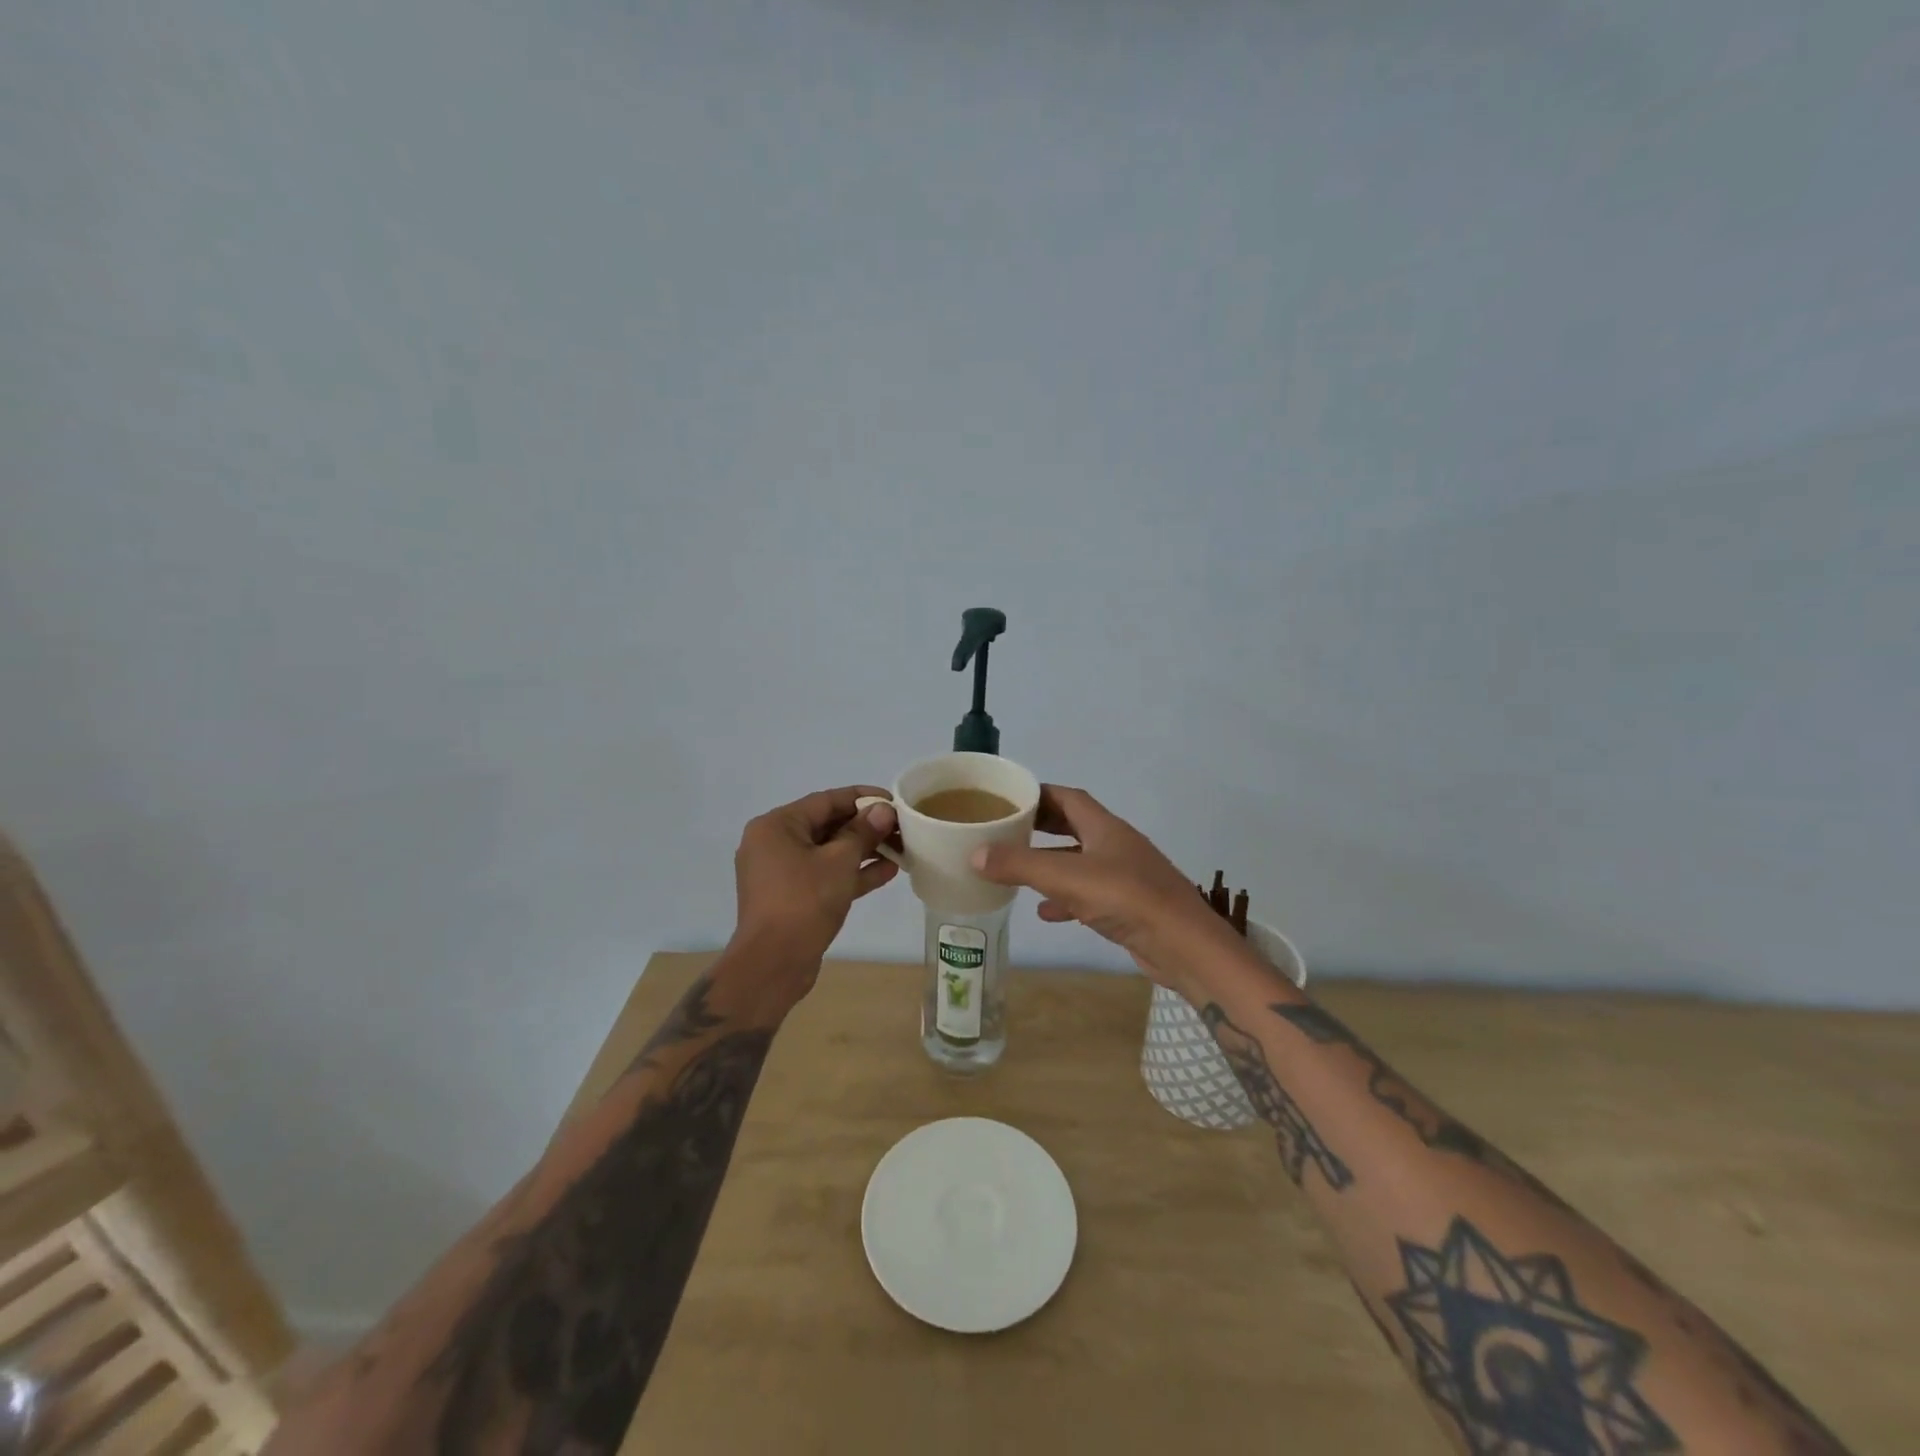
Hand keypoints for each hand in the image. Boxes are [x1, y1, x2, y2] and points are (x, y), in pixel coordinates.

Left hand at [728, 786, 899, 995]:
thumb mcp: (839, 861)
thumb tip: (883, 810)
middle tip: (902, 827)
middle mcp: (774, 844)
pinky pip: (825, 875)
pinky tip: (887, 872)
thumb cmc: (804, 901)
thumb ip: (863, 832)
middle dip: (866, 827)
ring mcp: (782, 873)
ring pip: (829, 853)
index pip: (825, 801)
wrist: (773, 964)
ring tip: (901, 848)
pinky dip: (852, 873)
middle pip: (827, 826)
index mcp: (776, 826)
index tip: (894, 800)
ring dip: (864, 850)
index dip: (862, 798)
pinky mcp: (792, 897)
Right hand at [971, 785, 1248, 996]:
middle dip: (1041, 827)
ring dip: (1051, 864)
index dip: (1039, 794)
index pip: (1068, 797)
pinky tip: (1046, 912)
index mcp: (1105, 827)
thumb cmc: (1127, 899)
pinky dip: (1066, 899)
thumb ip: (1020, 864)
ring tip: (1017, 870)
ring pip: (1080, 861)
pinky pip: (1089, 894)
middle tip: (1006, 830)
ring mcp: (1125, 877)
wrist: (1185, 947)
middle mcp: (1116, 846)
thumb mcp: (1067, 878)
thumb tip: (975, 853)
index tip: (1008, 798)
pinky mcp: (1129, 907)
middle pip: (1074, 826)